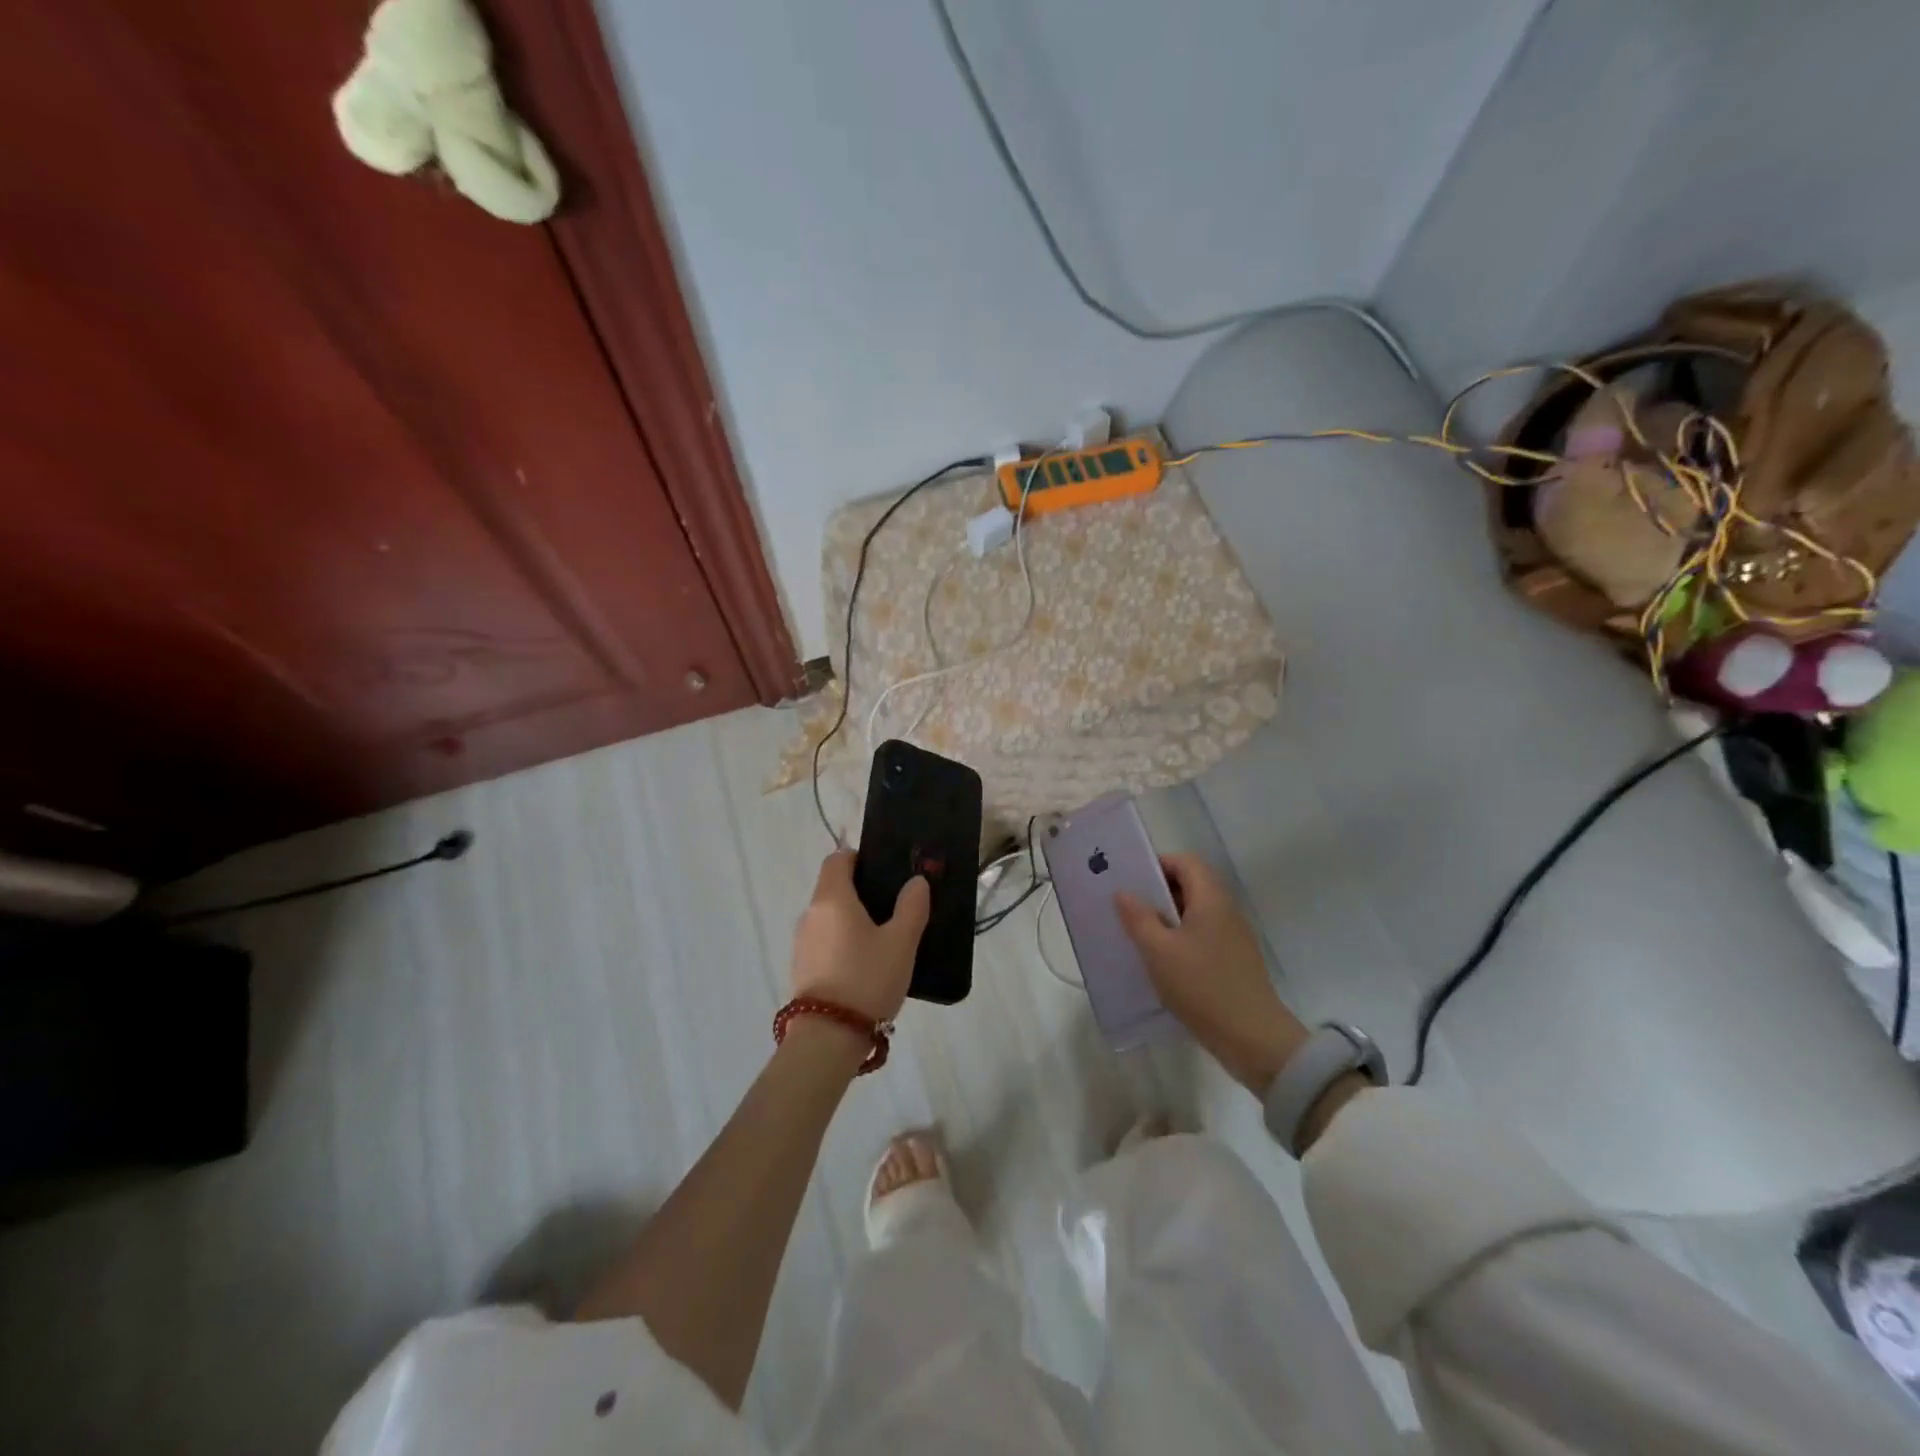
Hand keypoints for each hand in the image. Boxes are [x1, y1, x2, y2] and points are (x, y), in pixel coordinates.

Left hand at [790, 851, 929, 1024]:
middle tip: (894, 906)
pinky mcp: (802, 968)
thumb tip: (916, 881)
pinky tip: (866, 964)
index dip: (859, 858)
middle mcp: (811, 914)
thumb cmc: (867, 978)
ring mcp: (802, 942)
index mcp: (832, 898)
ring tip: (884, 938)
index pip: (837, 859)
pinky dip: (843, 942)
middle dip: (860, 891)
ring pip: (829, 916)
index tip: (884, 871)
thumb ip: (912, 906)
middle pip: (832, 887)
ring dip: (852, 919)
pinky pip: (825, 941)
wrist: (828, 1037)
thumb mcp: (901, 942)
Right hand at [1115, 853, 1308, 1093]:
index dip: (1158, 864)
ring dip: (1167, 918)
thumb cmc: (1202, 986)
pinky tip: (1161, 962)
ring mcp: (1233, 938)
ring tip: (1138, 935)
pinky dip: (1180, 939)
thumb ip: (1138, 919)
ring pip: (1196, 913)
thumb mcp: (1159, 952)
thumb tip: (1123, 893)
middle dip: (1158, 892)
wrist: (1253, 1039)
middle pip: (1192, 885)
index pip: (1186, 862)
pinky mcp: (1234, 962)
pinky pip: (1202, 936)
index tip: (1131, 880)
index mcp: (1211, 899)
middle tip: (1128, 907)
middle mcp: (1226, 911)